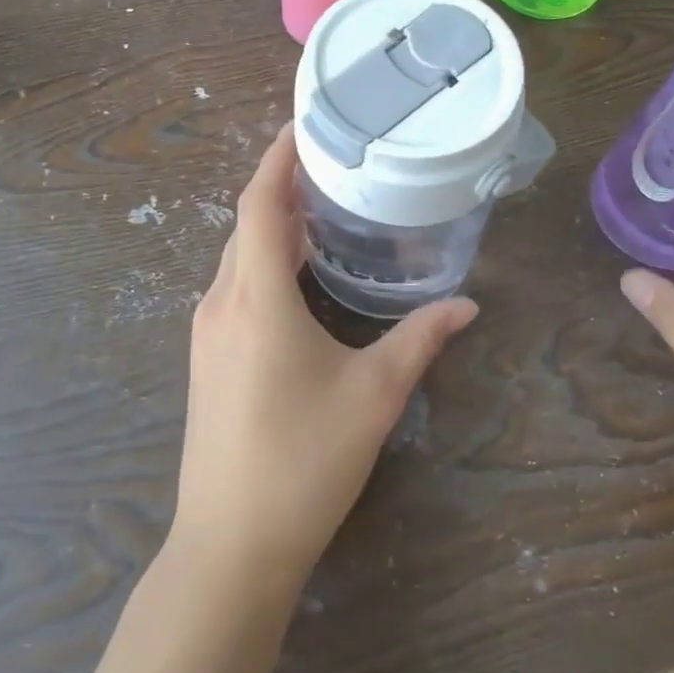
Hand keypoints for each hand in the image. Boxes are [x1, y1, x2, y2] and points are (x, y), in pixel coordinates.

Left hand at [172, 125, 477, 591]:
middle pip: (246, 224)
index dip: (277, 158)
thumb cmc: (304, 461)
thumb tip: (466, 305)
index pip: (258, 204)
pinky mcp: (207, 359)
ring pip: (237, 257)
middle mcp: (221, 302)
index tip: (303, 126)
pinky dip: (263, 263)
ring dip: (271, 227)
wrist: (230, 546)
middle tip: (330, 165)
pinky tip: (297, 276)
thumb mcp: (374, 395)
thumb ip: (420, 340)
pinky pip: (234, 287)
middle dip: (281, 187)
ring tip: (320, 210)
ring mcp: (207, 332)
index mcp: (255, 297)